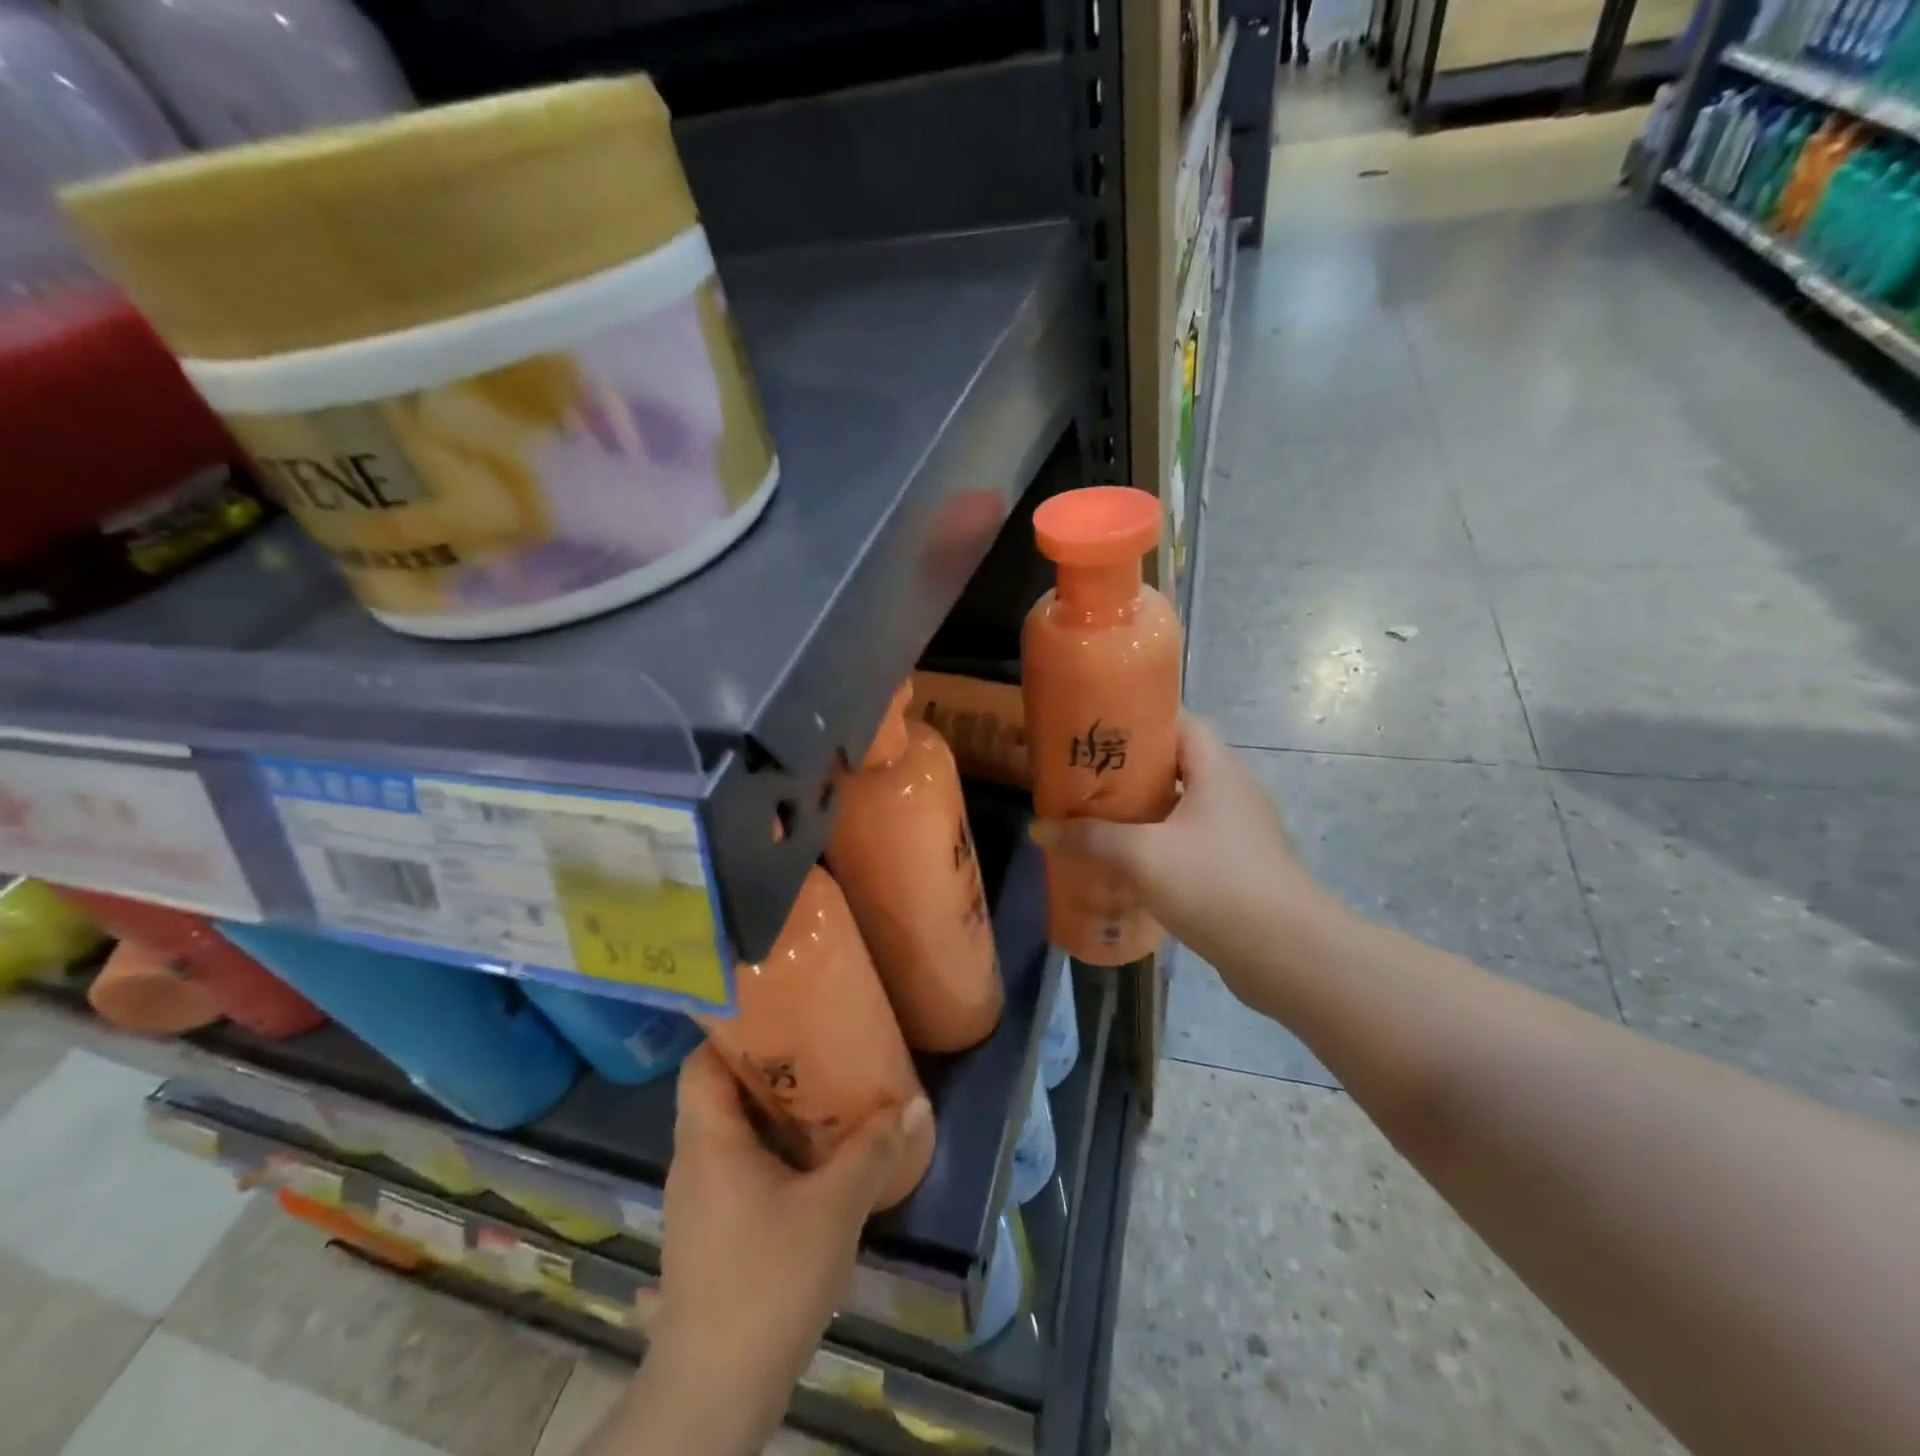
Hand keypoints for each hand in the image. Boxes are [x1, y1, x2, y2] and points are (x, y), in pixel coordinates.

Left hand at [631, 1044, 929, 1454]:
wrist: (714, 1394)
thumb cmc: (766, 1281)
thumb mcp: (833, 1209)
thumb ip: (873, 1151)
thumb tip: (916, 1104)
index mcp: (708, 1141)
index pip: (701, 1063)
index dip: (734, 1032)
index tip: (782, 1014)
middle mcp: (694, 1161)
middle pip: (721, 1092)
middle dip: (770, 1068)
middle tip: (821, 1047)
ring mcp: (699, 1200)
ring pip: (732, 1133)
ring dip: (774, 1113)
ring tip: (826, 1094)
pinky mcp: (711, 1233)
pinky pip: (738, 1168)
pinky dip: (772, 1152)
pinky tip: (814, 1160)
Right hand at [1031, 714, 1338, 1004]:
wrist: (1287, 955)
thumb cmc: (1216, 885)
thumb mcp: (1143, 856)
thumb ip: (1090, 838)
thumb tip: (1038, 829)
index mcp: (1218, 769)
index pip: (1181, 721)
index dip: (1140, 719)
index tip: (1098, 730)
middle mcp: (1233, 790)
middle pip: (1177, 763)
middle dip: (1130, 769)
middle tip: (1084, 777)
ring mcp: (1239, 830)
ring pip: (1182, 805)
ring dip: (1143, 810)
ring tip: (1097, 817)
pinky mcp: (1238, 865)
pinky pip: (1190, 838)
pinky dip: (1159, 842)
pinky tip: (1127, 862)